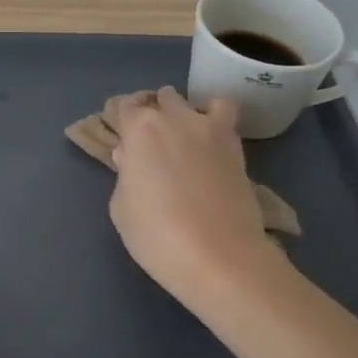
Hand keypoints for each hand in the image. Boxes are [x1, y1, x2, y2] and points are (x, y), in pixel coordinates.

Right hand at [108, 88, 284, 312]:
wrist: (218, 256)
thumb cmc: (156, 234)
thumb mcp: (120, 208)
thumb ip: (125, 175)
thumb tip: (131, 159)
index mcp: (140, 130)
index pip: (126, 108)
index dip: (124, 124)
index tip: (125, 143)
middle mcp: (175, 119)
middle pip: (162, 100)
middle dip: (156, 115)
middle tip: (153, 145)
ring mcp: (210, 129)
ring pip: (196, 102)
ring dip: (187, 113)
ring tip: (185, 138)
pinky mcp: (237, 146)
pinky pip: (226, 115)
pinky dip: (218, 119)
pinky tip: (212, 142)